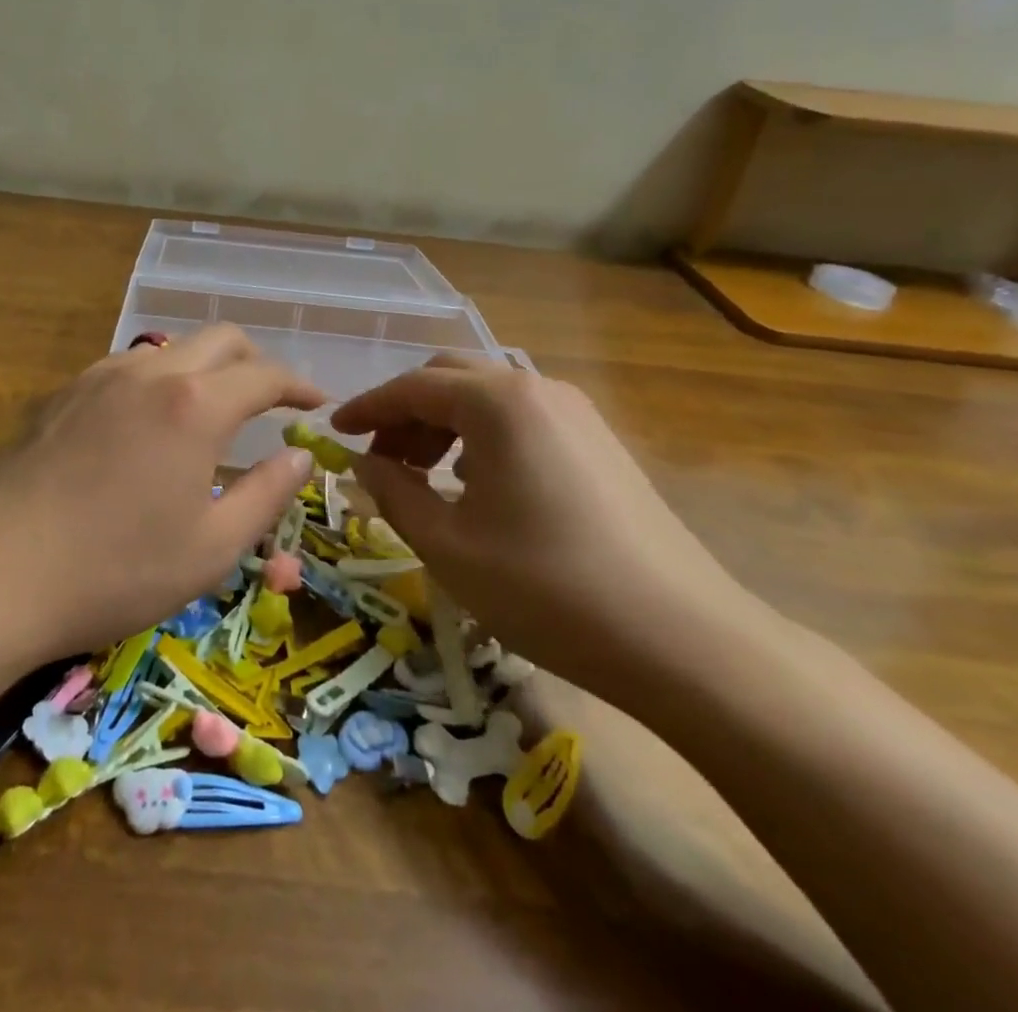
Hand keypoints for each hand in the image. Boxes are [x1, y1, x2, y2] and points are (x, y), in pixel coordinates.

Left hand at [0, 326, 324, 659]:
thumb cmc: (116, 570)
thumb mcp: (211, 548)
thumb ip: (266, 494)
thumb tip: (300, 456)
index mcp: (195, 405)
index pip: (264, 374)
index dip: (299, 384)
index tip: (316, 401)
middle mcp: (149, 373)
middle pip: (219, 340)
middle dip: (255, 361)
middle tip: (271, 399)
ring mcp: (99, 377)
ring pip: (170, 349)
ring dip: (205, 367)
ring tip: (212, 409)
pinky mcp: (63, 394)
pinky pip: (128, 368)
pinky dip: (159, 380)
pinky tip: (149, 423)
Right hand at [331, 358, 760, 701]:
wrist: (682, 640)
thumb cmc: (547, 588)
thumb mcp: (447, 545)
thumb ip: (393, 492)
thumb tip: (365, 463)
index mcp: (497, 403)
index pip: (411, 387)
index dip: (366, 407)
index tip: (335, 431)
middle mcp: (536, 389)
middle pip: (450, 378)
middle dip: (405, 411)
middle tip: (379, 458)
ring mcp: (575, 413)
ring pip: (487, 396)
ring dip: (443, 423)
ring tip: (423, 475)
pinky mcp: (599, 442)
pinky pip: (521, 419)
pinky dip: (481, 436)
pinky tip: (476, 486)